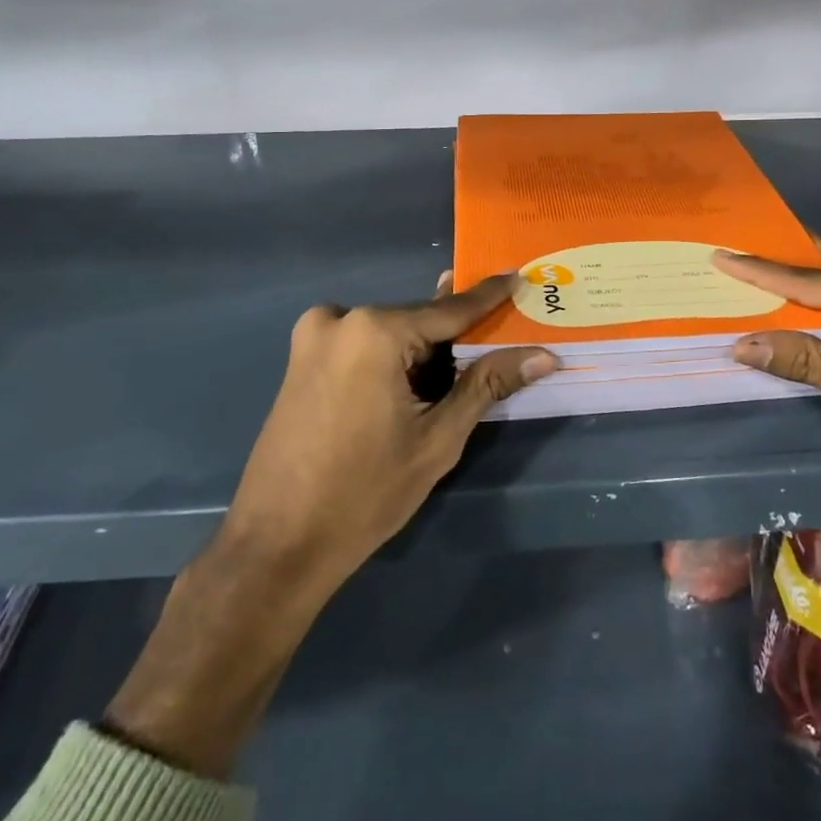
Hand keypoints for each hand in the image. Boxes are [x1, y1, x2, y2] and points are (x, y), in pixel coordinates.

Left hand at [106, 273, 555, 778]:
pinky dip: (392, 358)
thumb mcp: (438, 439)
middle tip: (498, 341)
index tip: (517, 276)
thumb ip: (487, 386)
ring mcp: (313, 338)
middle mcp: (341, 319)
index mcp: (375, 331)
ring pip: (390, 334)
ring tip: (459, 374)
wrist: (278, 545)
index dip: (488, 297)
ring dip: (424, 350)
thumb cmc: (365, 492)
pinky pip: (362, 346)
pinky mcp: (301, 360)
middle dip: (456, 335)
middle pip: (418, 321)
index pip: (449, 310)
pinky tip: (412, 386)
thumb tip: (543, 355)